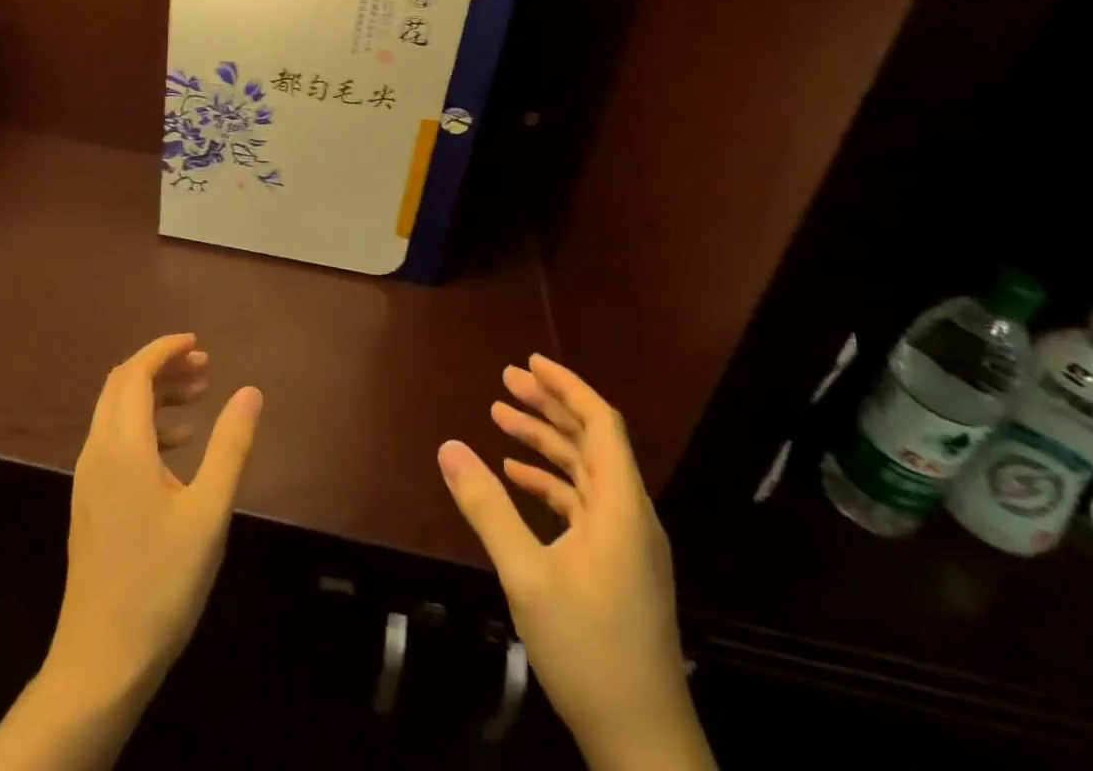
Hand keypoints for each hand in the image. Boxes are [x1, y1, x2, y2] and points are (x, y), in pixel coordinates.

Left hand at [43, 333, 262, 710]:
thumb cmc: (160, 582)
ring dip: (154, 395)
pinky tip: (179, 448)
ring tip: (199, 398)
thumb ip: (230, 446)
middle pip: (121, 386)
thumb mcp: (208, 512)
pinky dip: (146, 427)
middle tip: (204, 367)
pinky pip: (115, 441)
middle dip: (161, 366)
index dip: (164, 349)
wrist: (101, 662)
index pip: (135, 373)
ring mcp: (89, 480)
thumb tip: (250, 391)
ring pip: (116, 413)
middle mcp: (97, 452)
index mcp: (121, 446)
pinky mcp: (90, 503)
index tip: (198, 343)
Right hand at [438, 355, 712, 770]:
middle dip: (548, 406)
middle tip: (505, 381)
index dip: (567, 386)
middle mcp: (630, 515)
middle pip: (591, 440)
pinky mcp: (618, 568)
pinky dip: (551, 484)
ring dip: (545, 443)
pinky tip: (517, 479)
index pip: (600, 422)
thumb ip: (487, 508)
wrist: (644, 746)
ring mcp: (627, 544)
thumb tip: (448, 447)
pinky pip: (583, 506)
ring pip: (585, 472)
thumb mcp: (527, 576)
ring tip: (500, 418)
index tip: (530, 361)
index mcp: (621, 506)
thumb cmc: (589, 651)